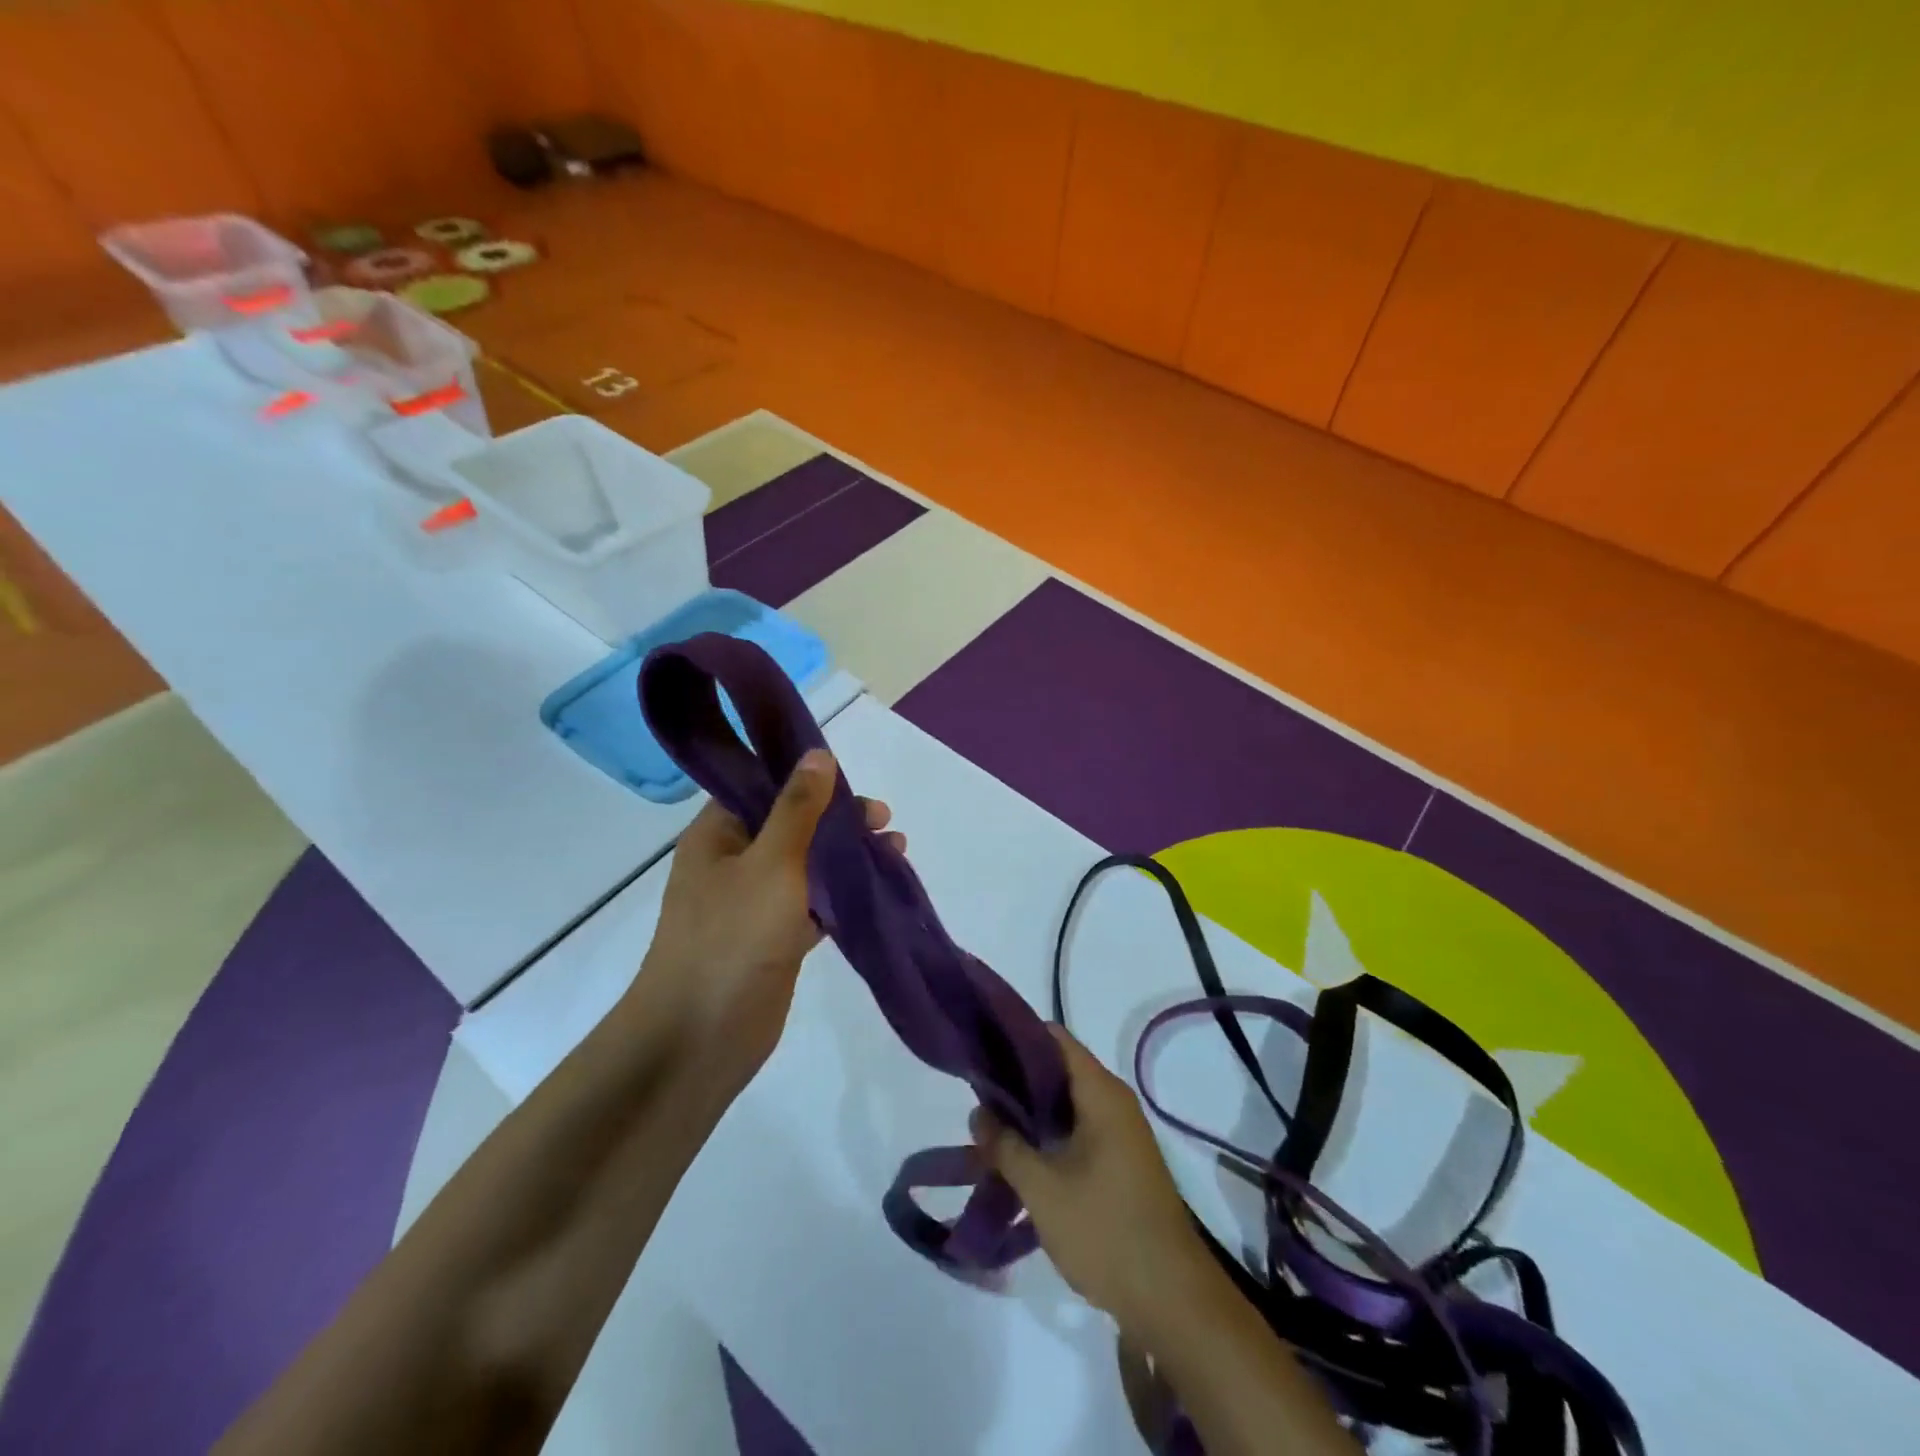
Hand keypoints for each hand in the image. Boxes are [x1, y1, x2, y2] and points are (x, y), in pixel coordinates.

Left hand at [627, 749, 902, 1094]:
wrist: (702, 1036)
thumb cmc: (732, 936)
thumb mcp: (771, 860)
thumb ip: (798, 808)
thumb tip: (818, 753)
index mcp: (718, 835)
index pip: (763, 788)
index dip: (807, 778)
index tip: (851, 779)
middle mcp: (734, 863)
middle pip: (792, 825)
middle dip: (838, 819)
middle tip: (883, 821)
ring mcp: (755, 904)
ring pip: (808, 865)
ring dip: (848, 856)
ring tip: (896, 850)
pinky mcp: (776, 939)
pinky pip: (815, 904)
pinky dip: (844, 894)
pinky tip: (879, 888)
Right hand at [971, 1026, 1207, 1331]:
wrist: (1172, 1300)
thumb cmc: (1105, 1230)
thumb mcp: (1043, 1189)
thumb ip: (1005, 1146)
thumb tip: (978, 1113)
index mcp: (1101, 1093)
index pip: (1055, 1039)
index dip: (1016, 1037)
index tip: (980, 1047)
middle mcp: (1114, 1102)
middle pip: (1059, 1070)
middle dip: (1017, 1080)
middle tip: (977, 1093)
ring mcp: (1121, 1134)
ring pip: (1066, 1105)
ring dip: (1030, 1113)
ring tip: (989, 1126)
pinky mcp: (1121, 1163)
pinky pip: (1078, 1131)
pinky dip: (1049, 1136)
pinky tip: (1019, 1157)